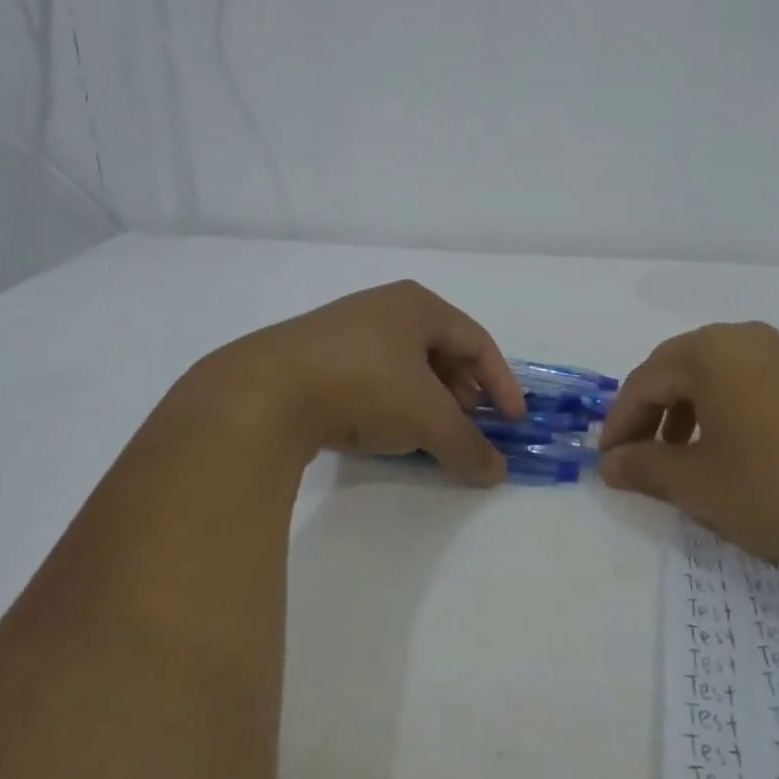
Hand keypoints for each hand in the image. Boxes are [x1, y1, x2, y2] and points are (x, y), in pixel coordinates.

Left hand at [175, 281, 526, 484]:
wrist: (263, 392)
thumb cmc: (364, 386)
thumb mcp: (427, 418)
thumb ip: (467, 445)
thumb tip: (497, 473)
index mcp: (418, 305)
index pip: (477, 341)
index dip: (501, 382)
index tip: (514, 421)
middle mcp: (384, 307)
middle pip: (441, 350)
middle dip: (463, 391)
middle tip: (472, 425)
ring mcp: (345, 329)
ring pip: (405, 365)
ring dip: (428, 399)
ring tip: (432, 432)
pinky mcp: (315, 356)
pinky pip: (371, 375)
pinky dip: (391, 402)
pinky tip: (385, 430)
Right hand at [598, 322, 778, 563]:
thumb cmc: (778, 480)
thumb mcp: (699, 483)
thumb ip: (645, 469)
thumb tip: (608, 464)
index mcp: (704, 352)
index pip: (641, 384)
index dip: (618, 425)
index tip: (607, 464)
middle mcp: (736, 338)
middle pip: (673, 372)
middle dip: (650, 416)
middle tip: (638, 457)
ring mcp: (775, 351)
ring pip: (709, 377)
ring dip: (684, 414)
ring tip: (682, 458)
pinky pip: (742, 383)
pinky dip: (721, 412)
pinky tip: (729, 449)